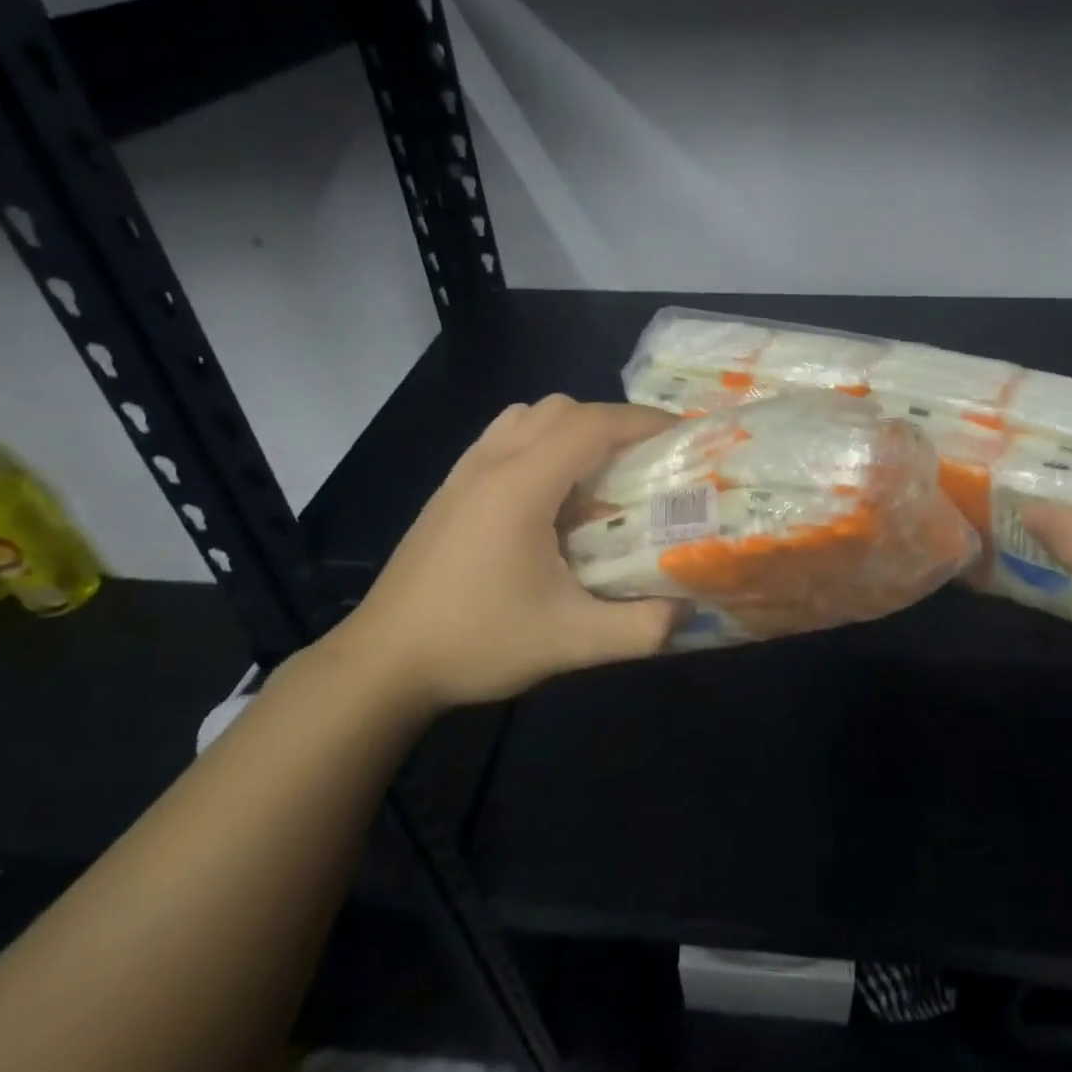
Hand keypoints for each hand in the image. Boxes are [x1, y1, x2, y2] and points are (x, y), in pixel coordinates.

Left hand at [325, 396, 681, 713]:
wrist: (383, 662)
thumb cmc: (476, 641)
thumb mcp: (570, 643)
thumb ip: (640, 628)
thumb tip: (688, 610)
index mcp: (522, 485)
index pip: (592, 424)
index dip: (643, 421)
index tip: (682, 435)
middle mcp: (493, 462)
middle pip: (563, 409)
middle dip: (613, 423)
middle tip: (646, 461)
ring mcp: (466, 470)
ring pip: (530, 415)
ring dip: (574, 427)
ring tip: (600, 470)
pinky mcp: (451, 486)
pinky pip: (506, 434)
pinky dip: (541, 439)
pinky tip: (550, 490)